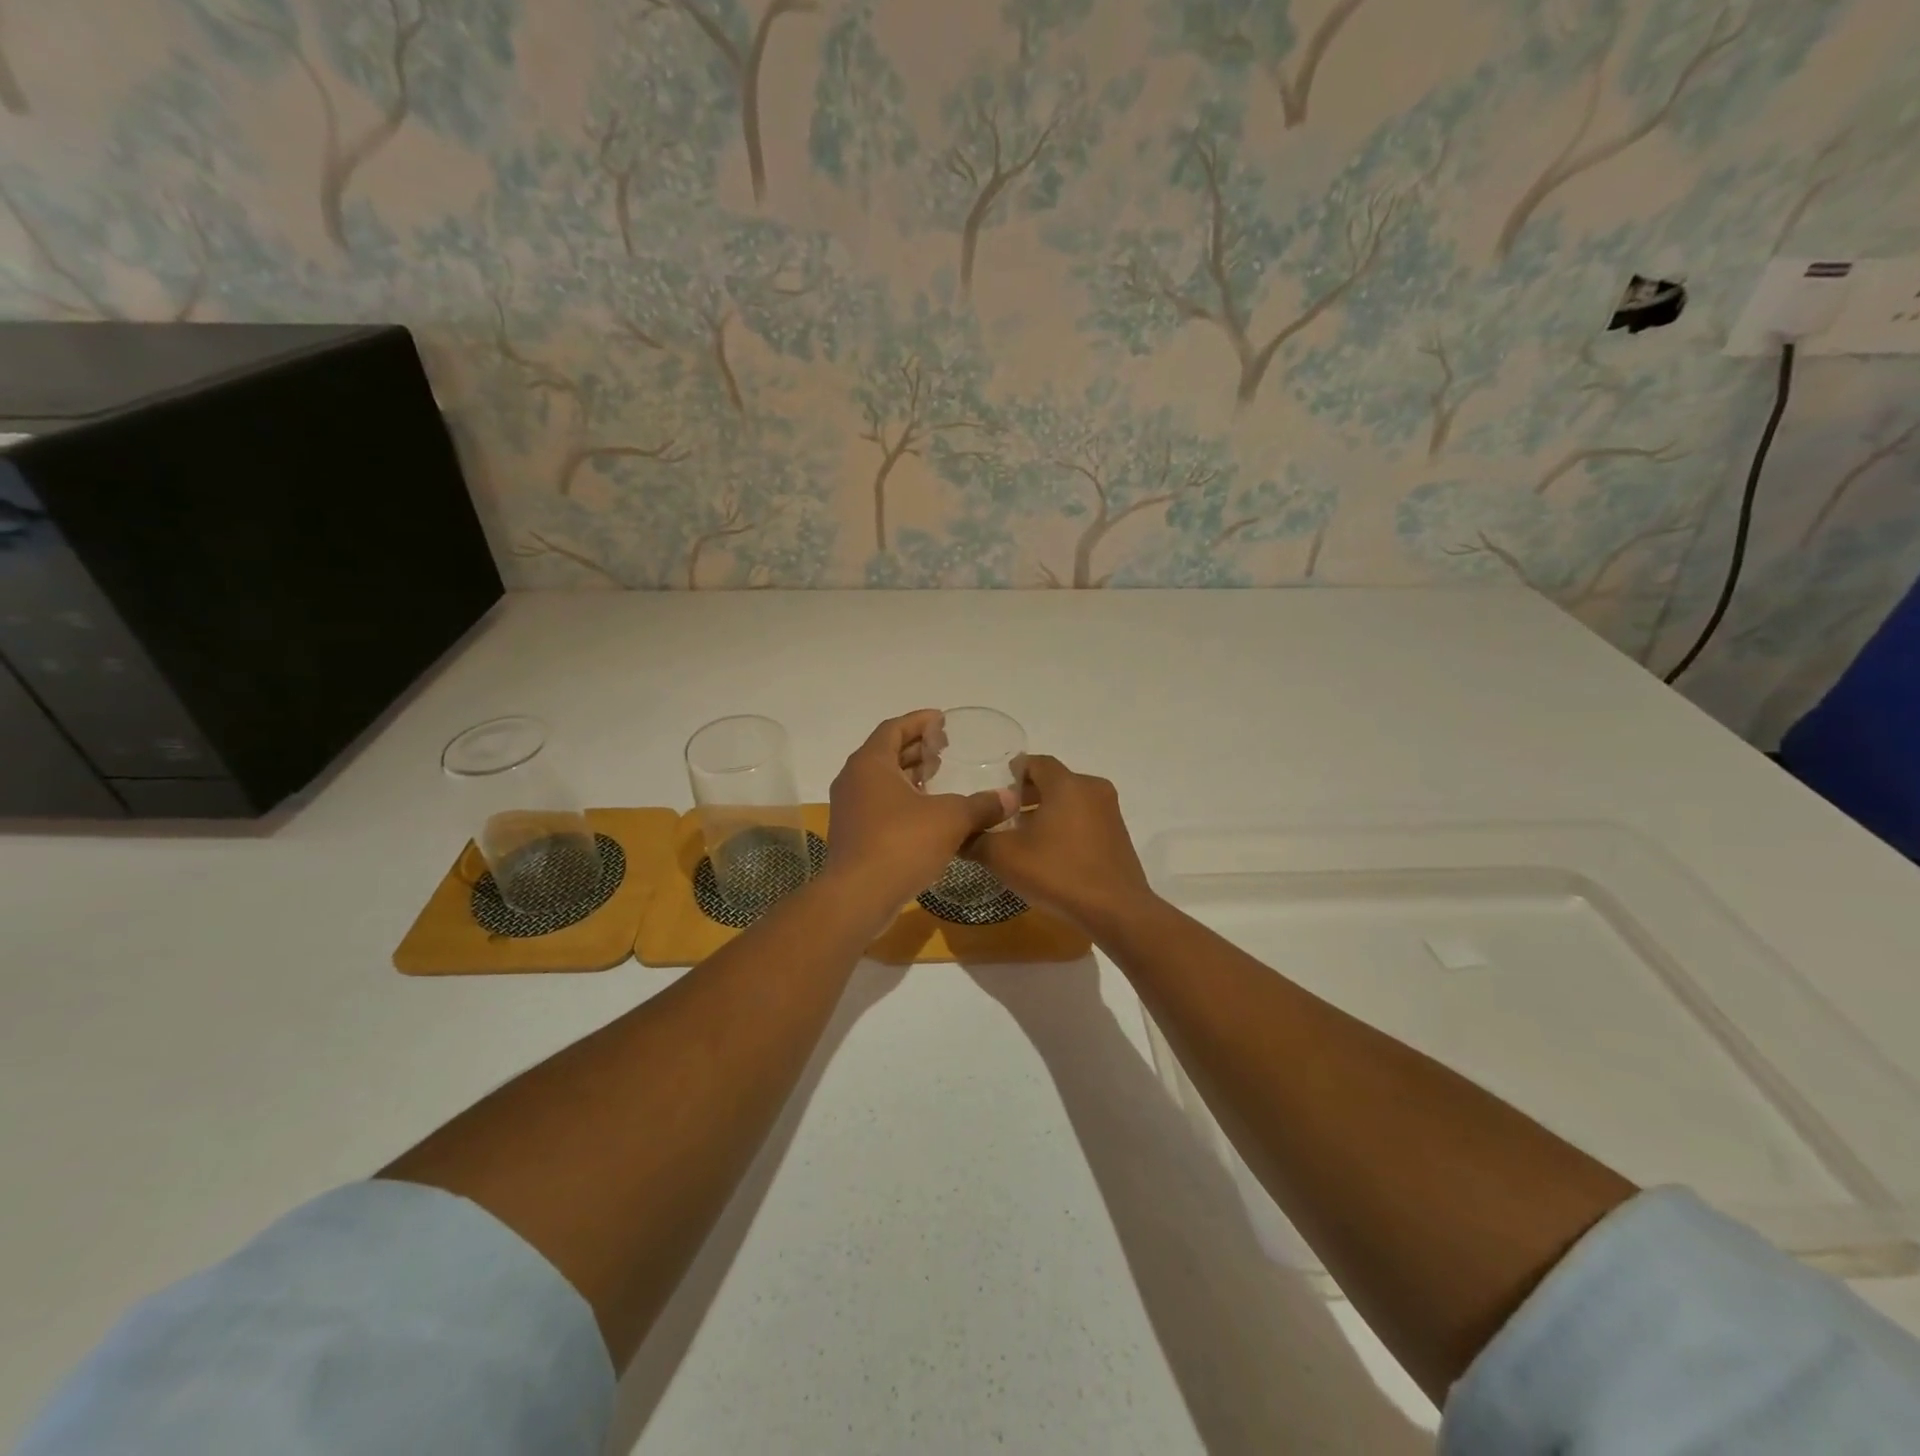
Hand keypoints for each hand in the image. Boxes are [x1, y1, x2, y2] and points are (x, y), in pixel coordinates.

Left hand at [825, 710, 1018, 909]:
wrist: (858, 897)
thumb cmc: (902, 844)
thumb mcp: (950, 819)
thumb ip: (981, 805)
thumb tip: (1009, 798)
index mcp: (871, 763)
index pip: (894, 728)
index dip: (920, 721)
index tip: (943, 720)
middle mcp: (854, 779)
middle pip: (886, 752)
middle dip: (917, 748)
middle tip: (946, 749)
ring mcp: (849, 808)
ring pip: (882, 781)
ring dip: (910, 776)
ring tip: (940, 778)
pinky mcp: (852, 834)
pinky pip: (879, 804)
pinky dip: (902, 800)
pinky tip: (928, 814)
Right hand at [965, 755, 1154, 933]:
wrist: (1116, 911)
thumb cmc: (1058, 873)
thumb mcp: (1005, 857)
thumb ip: (976, 840)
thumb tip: (957, 835)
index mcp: (1067, 783)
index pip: (1036, 762)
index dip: (1012, 773)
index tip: (993, 790)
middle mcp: (1092, 788)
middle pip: (1054, 780)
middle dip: (1026, 794)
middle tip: (1002, 814)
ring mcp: (1110, 812)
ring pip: (1070, 800)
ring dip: (1046, 811)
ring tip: (1021, 835)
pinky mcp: (1118, 835)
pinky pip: (1085, 818)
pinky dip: (1065, 825)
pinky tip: (1048, 851)